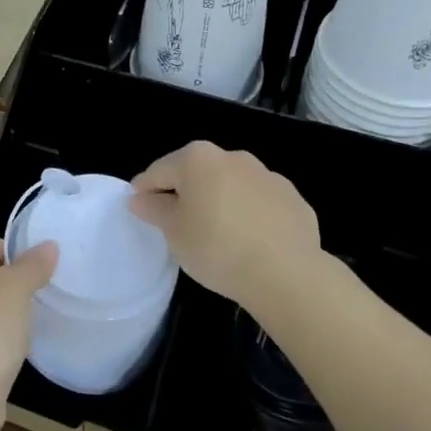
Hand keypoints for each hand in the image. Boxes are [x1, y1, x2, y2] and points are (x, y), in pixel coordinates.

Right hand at [130, 142, 319, 311]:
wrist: (286, 273)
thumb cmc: (217, 247)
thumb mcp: (174, 232)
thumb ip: (154, 209)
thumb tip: (140, 197)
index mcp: (198, 159)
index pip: (159, 171)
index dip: (144, 190)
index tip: (138, 209)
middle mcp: (233, 157)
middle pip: (197, 173)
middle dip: (185, 193)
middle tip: (177, 225)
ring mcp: (268, 176)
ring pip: (231, 186)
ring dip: (219, 202)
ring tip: (217, 235)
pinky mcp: (292, 199)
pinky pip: (260, 204)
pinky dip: (250, 215)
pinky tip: (250, 242)